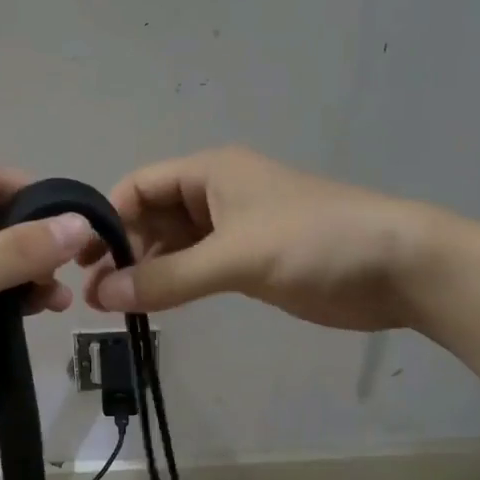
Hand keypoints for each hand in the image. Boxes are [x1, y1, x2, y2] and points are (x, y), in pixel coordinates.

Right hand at [83, 147, 438, 330]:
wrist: (398, 266)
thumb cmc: (314, 242)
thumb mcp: (236, 257)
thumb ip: (168, 278)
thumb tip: (102, 295)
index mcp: (210, 173)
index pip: (139, 187)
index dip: (107, 219)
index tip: (81, 260)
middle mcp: (215, 195)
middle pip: (151, 217)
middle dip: (123, 250)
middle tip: (96, 296)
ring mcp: (234, 229)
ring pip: (173, 245)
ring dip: (146, 270)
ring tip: (115, 306)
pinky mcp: (250, 261)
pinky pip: (197, 267)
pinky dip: (174, 283)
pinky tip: (154, 306)